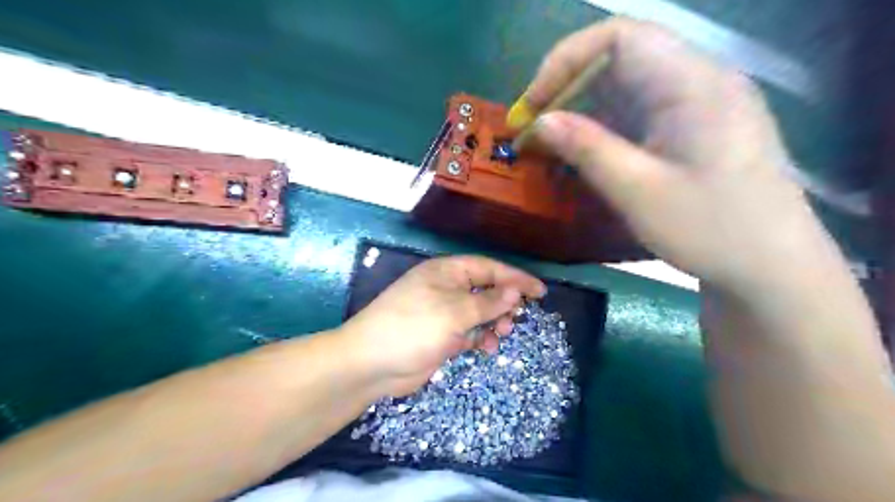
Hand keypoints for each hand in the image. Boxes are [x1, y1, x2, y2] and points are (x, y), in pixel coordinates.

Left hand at [338, 258, 541, 397]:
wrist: (371, 363)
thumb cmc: (414, 327)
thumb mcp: (455, 312)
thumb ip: (489, 302)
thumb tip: (516, 291)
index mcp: (447, 272)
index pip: (488, 268)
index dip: (515, 278)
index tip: (540, 292)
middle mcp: (446, 288)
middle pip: (485, 290)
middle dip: (504, 303)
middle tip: (517, 318)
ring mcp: (443, 313)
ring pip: (479, 313)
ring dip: (494, 322)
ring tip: (502, 334)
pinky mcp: (441, 335)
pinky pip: (469, 332)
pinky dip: (480, 338)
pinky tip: (486, 348)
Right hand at [511, 17, 840, 297]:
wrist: (773, 268)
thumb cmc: (711, 230)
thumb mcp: (638, 191)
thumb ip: (587, 149)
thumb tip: (540, 122)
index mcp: (693, 83)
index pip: (619, 37)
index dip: (565, 61)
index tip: (533, 104)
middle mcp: (699, 80)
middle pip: (621, 57)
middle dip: (568, 86)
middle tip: (534, 126)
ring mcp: (699, 103)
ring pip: (628, 85)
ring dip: (583, 108)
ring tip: (552, 142)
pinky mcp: (694, 126)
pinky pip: (640, 110)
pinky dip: (605, 125)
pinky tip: (586, 151)